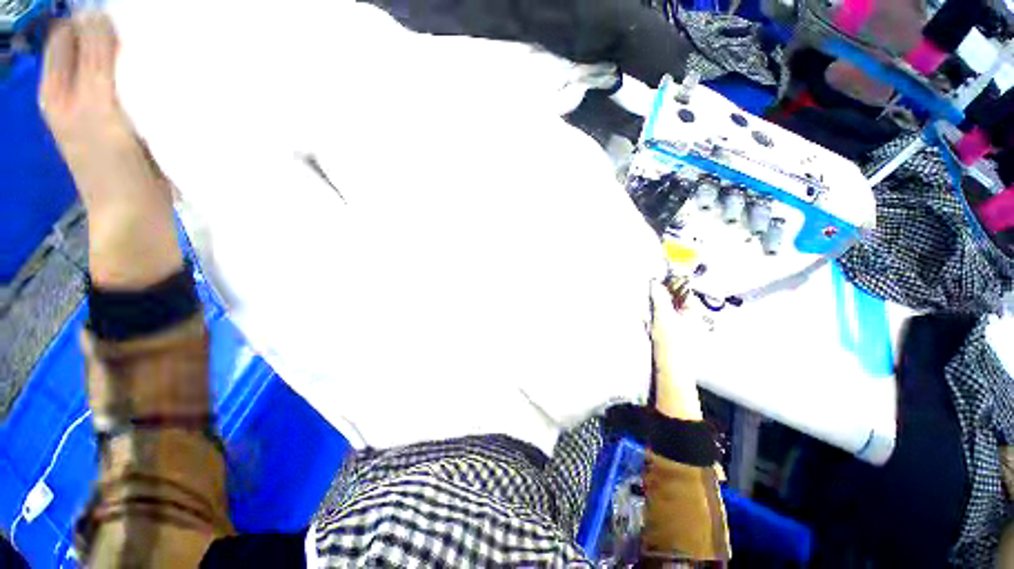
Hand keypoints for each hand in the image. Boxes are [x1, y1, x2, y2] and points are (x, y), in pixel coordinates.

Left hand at [40, 12, 180, 288]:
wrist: (136, 212)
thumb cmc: (111, 164)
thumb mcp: (96, 108)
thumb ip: (95, 59)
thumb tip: (102, 15)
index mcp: (57, 87)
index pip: (70, 33)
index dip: (93, 22)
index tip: (124, 24)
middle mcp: (73, 92)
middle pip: (89, 46)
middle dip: (113, 37)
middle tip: (141, 44)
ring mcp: (98, 108)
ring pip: (110, 65)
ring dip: (129, 59)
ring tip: (151, 62)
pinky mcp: (122, 122)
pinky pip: (128, 86)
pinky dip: (140, 78)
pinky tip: (156, 83)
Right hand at [650, 281, 703, 420]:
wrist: (670, 372)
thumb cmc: (671, 343)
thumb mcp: (664, 317)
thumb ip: (660, 298)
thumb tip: (654, 281)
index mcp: (692, 312)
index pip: (683, 291)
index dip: (670, 283)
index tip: (655, 278)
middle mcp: (688, 318)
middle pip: (673, 299)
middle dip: (660, 294)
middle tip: (646, 289)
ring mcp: (678, 328)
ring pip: (665, 309)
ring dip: (655, 305)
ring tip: (643, 301)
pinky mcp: (668, 336)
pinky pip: (660, 319)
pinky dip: (653, 315)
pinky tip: (644, 316)